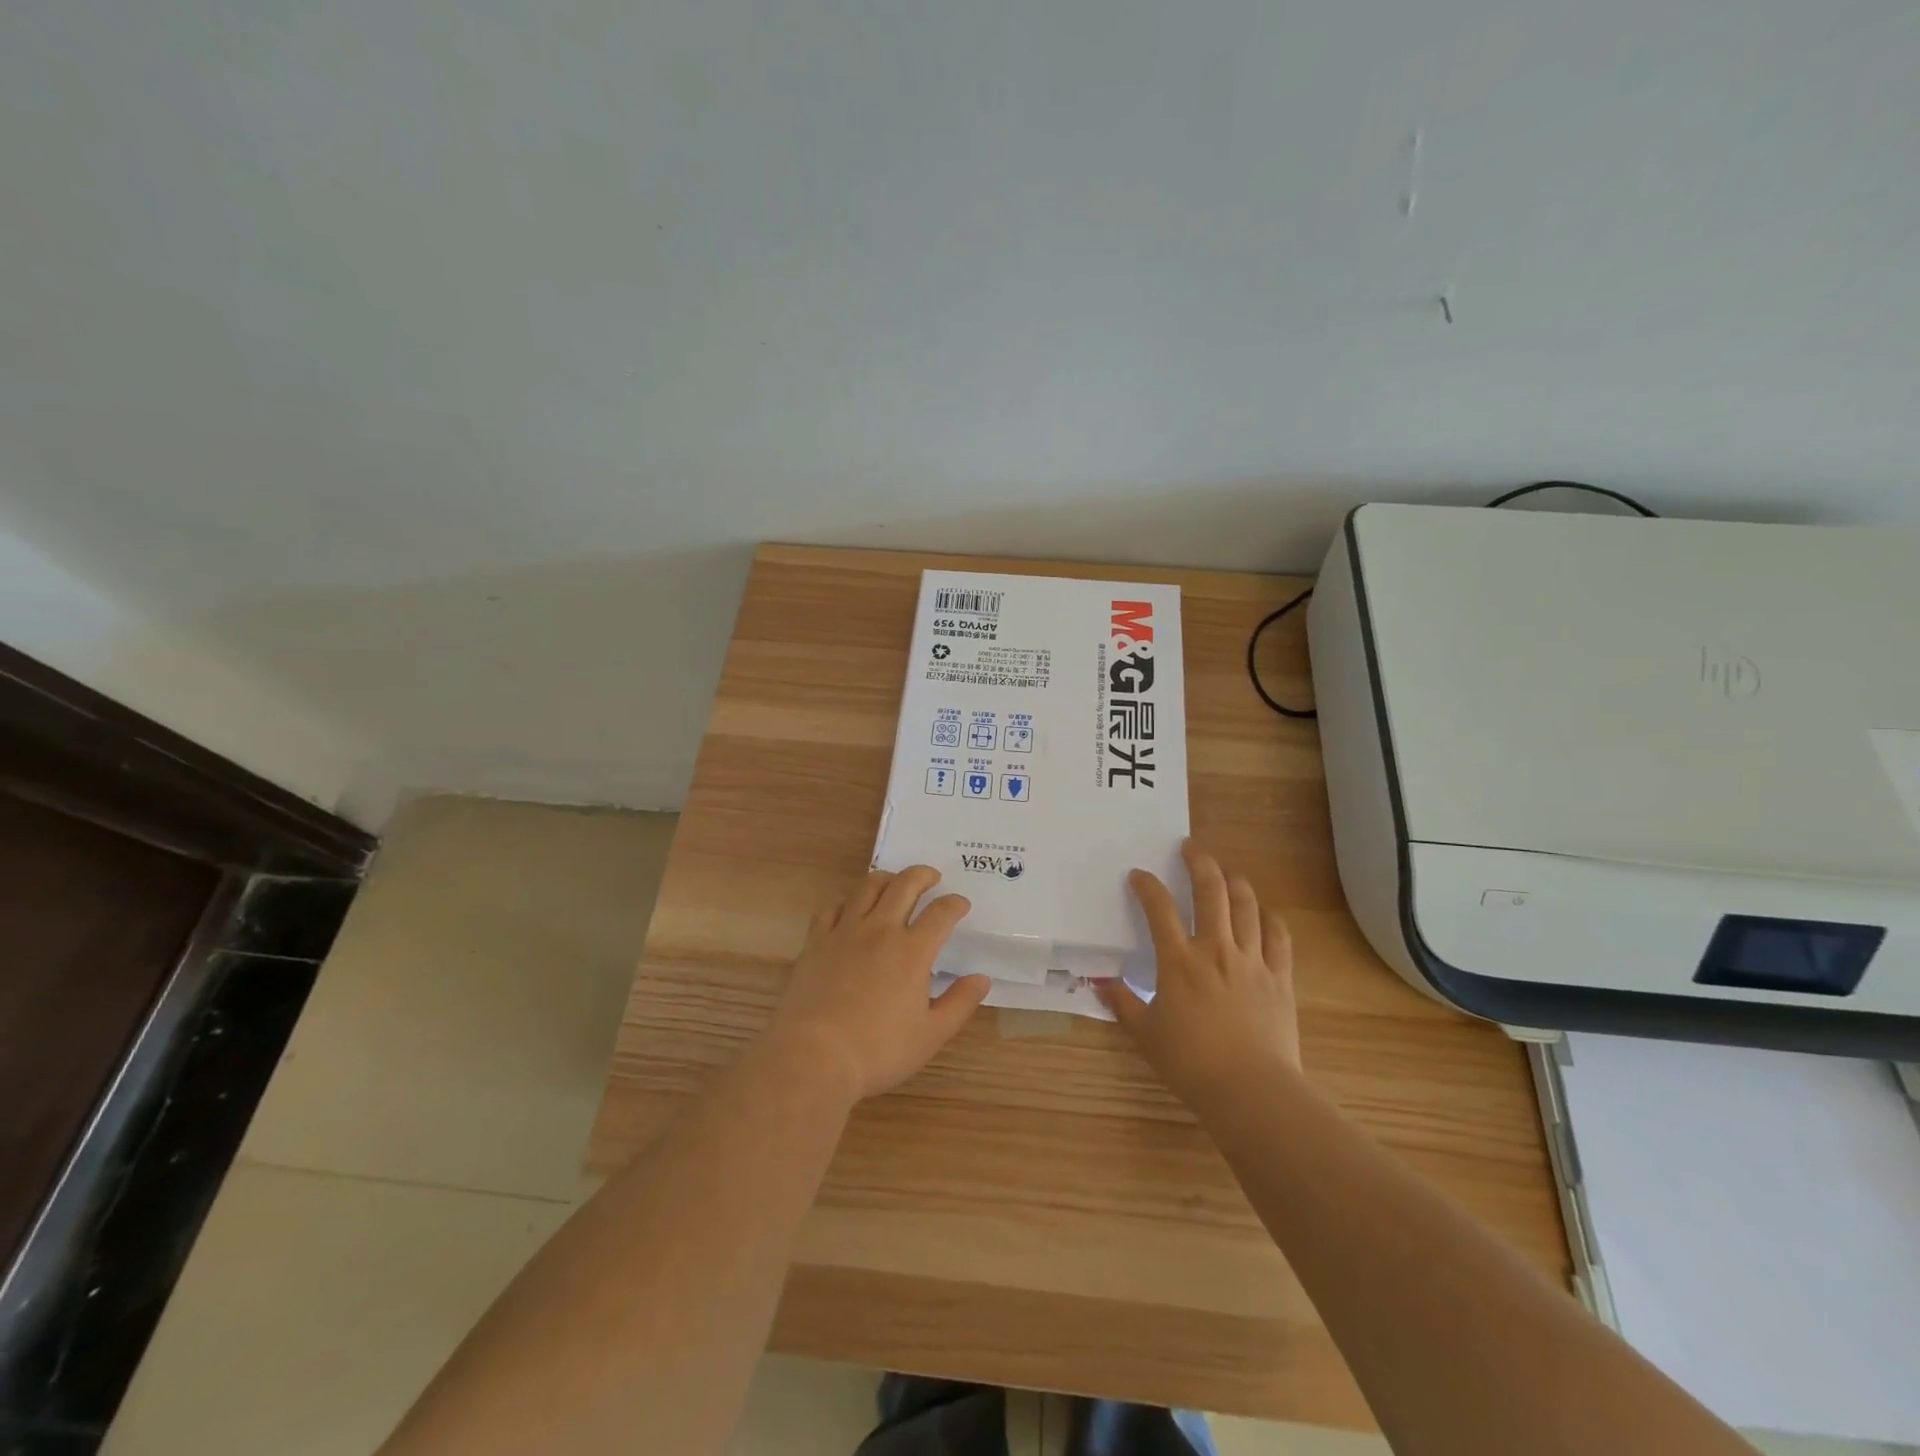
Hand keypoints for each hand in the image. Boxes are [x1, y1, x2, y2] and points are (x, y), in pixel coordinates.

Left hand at [764, 866, 990, 1101]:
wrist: (813, 1056)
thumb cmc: (878, 1050)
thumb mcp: (931, 1034)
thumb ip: (960, 1003)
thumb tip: (982, 978)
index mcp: (913, 951)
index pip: (941, 912)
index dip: (955, 903)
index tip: (961, 904)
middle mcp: (880, 930)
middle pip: (905, 884)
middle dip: (923, 875)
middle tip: (931, 878)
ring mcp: (845, 931)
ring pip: (868, 887)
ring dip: (887, 878)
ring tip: (894, 883)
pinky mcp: (816, 941)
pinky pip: (832, 906)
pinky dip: (847, 900)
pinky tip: (850, 908)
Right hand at [1097, 841, 1300, 1112]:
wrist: (1251, 1090)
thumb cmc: (1191, 1063)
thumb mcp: (1146, 1034)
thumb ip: (1123, 1004)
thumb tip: (1098, 984)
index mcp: (1178, 961)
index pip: (1159, 908)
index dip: (1147, 886)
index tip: (1139, 875)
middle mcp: (1215, 949)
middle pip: (1210, 891)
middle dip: (1199, 862)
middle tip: (1191, 847)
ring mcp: (1252, 961)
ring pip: (1246, 906)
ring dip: (1235, 882)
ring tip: (1226, 872)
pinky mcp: (1279, 978)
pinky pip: (1278, 937)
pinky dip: (1270, 918)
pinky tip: (1263, 912)